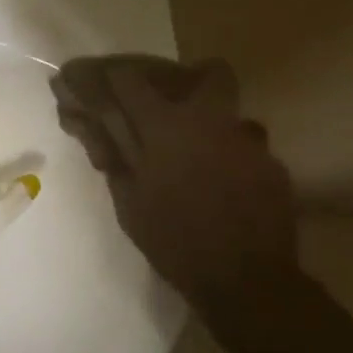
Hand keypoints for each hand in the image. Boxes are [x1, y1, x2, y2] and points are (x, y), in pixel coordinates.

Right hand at [51, 56, 308, 331]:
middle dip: (185, 79)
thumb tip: (80, 119)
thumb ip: (108, 152)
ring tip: (190, 154)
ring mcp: (249, 141)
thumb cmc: (174, 241)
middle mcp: (212, 121)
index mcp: (167, 126)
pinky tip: (217, 183)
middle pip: (208, 72)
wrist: (247, 281)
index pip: (129, 78)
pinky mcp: (272, 165)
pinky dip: (227, 155)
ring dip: (208, 122)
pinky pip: (246, 145)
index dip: (106, 76)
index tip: (91, 81)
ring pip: (232, 112)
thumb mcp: (128, 200)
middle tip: (162, 106)